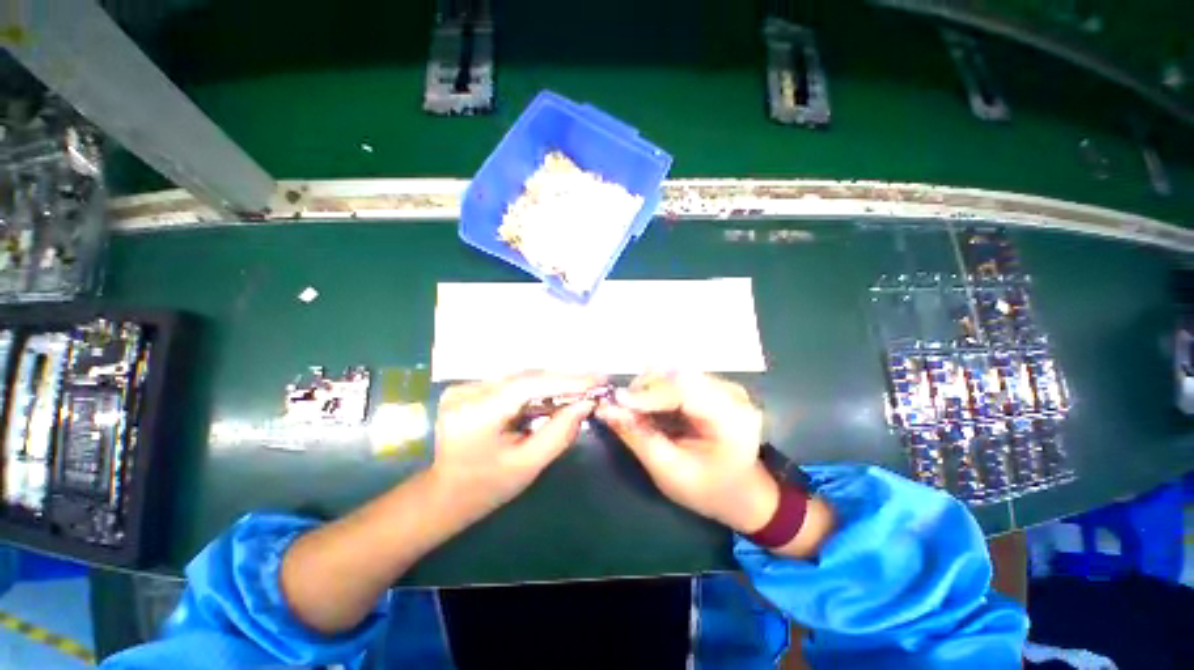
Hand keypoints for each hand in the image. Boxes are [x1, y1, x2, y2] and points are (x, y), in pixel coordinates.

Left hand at [431, 372, 602, 518]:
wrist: (445, 493)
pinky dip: (535, 386)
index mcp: (476, 415)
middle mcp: (466, 392)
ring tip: (581, 386)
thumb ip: (559, 432)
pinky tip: (555, 391)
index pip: (529, 385)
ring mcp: (463, 387)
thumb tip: (586, 404)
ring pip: (520, 377)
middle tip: (595, 382)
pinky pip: (511, 382)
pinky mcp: (467, 387)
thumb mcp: (528, 465)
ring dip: (551, 382)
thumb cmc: (487, 487)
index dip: (566, 380)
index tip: (598, 379)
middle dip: (563, 380)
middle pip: (526, 377)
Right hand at [596, 372, 779, 533]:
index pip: (684, 390)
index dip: (648, 393)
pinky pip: (679, 378)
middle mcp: (732, 394)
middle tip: (620, 406)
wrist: (743, 492)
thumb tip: (606, 409)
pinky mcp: (715, 385)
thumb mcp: (669, 471)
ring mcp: (725, 386)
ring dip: (649, 386)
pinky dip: (658, 388)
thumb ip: (638, 437)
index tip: (616, 402)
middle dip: (644, 388)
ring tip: (632, 407)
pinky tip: (648, 404)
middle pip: (679, 375)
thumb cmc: (708, 490)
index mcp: (731, 420)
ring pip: (676, 373)